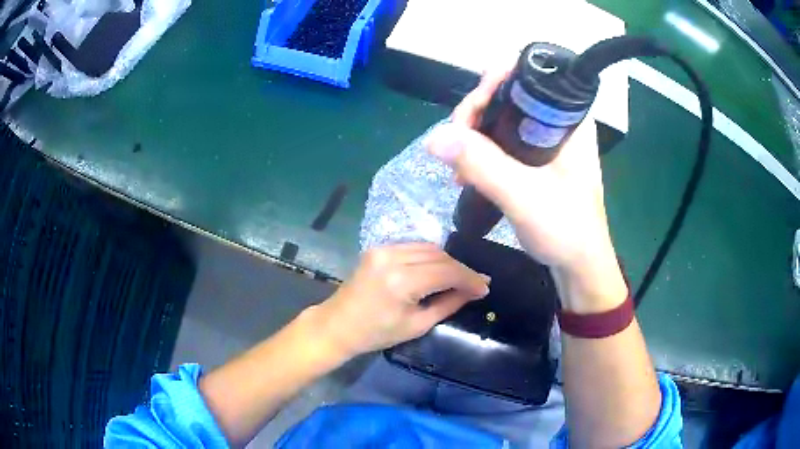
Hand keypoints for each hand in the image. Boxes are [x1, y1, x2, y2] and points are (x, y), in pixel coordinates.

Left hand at [313, 243, 489, 357]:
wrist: (337, 325)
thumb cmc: (376, 333)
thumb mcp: (417, 325)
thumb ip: (449, 304)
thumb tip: (474, 291)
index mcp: (401, 282)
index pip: (447, 271)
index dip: (470, 278)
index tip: (485, 287)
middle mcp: (392, 257)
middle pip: (439, 255)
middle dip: (461, 269)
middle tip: (476, 284)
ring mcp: (383, 249)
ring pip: (428, 247)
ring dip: (447, 261)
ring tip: (459, 278)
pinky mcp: (378, 248)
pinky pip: (413, 247)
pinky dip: (430, 256)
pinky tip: (438, 269)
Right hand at [427, 70, 625, 311]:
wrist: (579, 266)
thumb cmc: (566, 230)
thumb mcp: (523, 196)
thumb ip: (482, 164)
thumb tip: (434, 137)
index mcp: (568, 120)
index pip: (527, 76)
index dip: (493, 82)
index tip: (469, 112)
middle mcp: (558, 123)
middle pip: (508, 94)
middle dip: (476, 111)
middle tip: (456, 140)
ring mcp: (547, 142)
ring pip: (501, 118)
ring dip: (474, 133)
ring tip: (457, 163)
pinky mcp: (537, 160)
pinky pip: (502, 141)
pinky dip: (481, 151)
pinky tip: (466, 172)